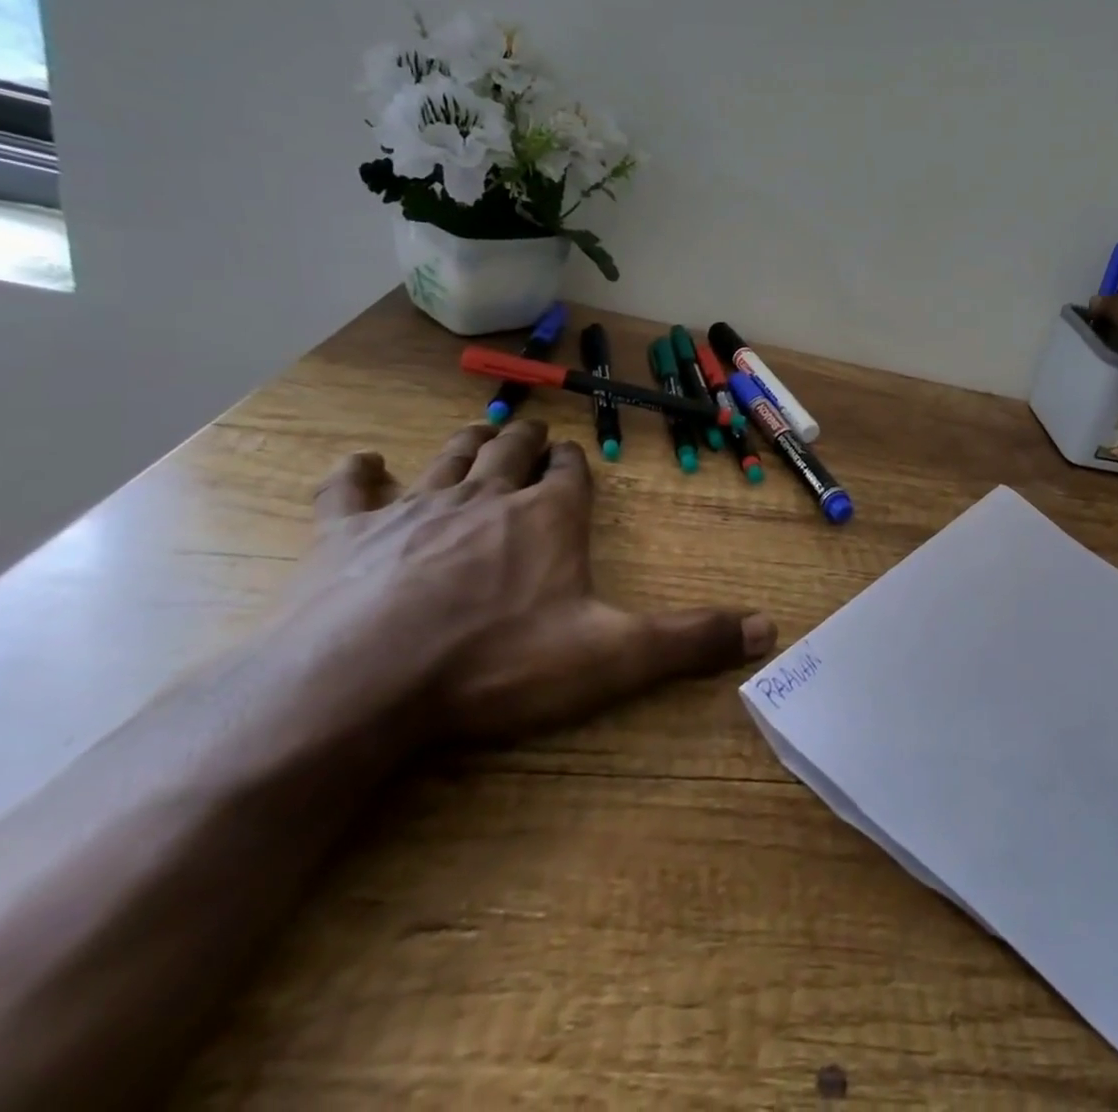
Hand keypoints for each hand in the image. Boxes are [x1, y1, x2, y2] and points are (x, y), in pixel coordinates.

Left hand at [296, 419, 774, 742]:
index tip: (575, 458)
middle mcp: (487, 497)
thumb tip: (770, 628)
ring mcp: (415, 509)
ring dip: (469, 443)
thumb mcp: (611, 656)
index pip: (570, 472)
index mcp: (549, 517)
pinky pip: (350, 489)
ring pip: (450, 458)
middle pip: (512, 450)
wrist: (362, 684)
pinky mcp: (347, 534)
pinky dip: (358, 473)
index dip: (574, 463)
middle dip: (527, 440)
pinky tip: (362, 464)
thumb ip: (690, 639)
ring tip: (481, 432)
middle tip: (533, 433)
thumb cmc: (497, 663)